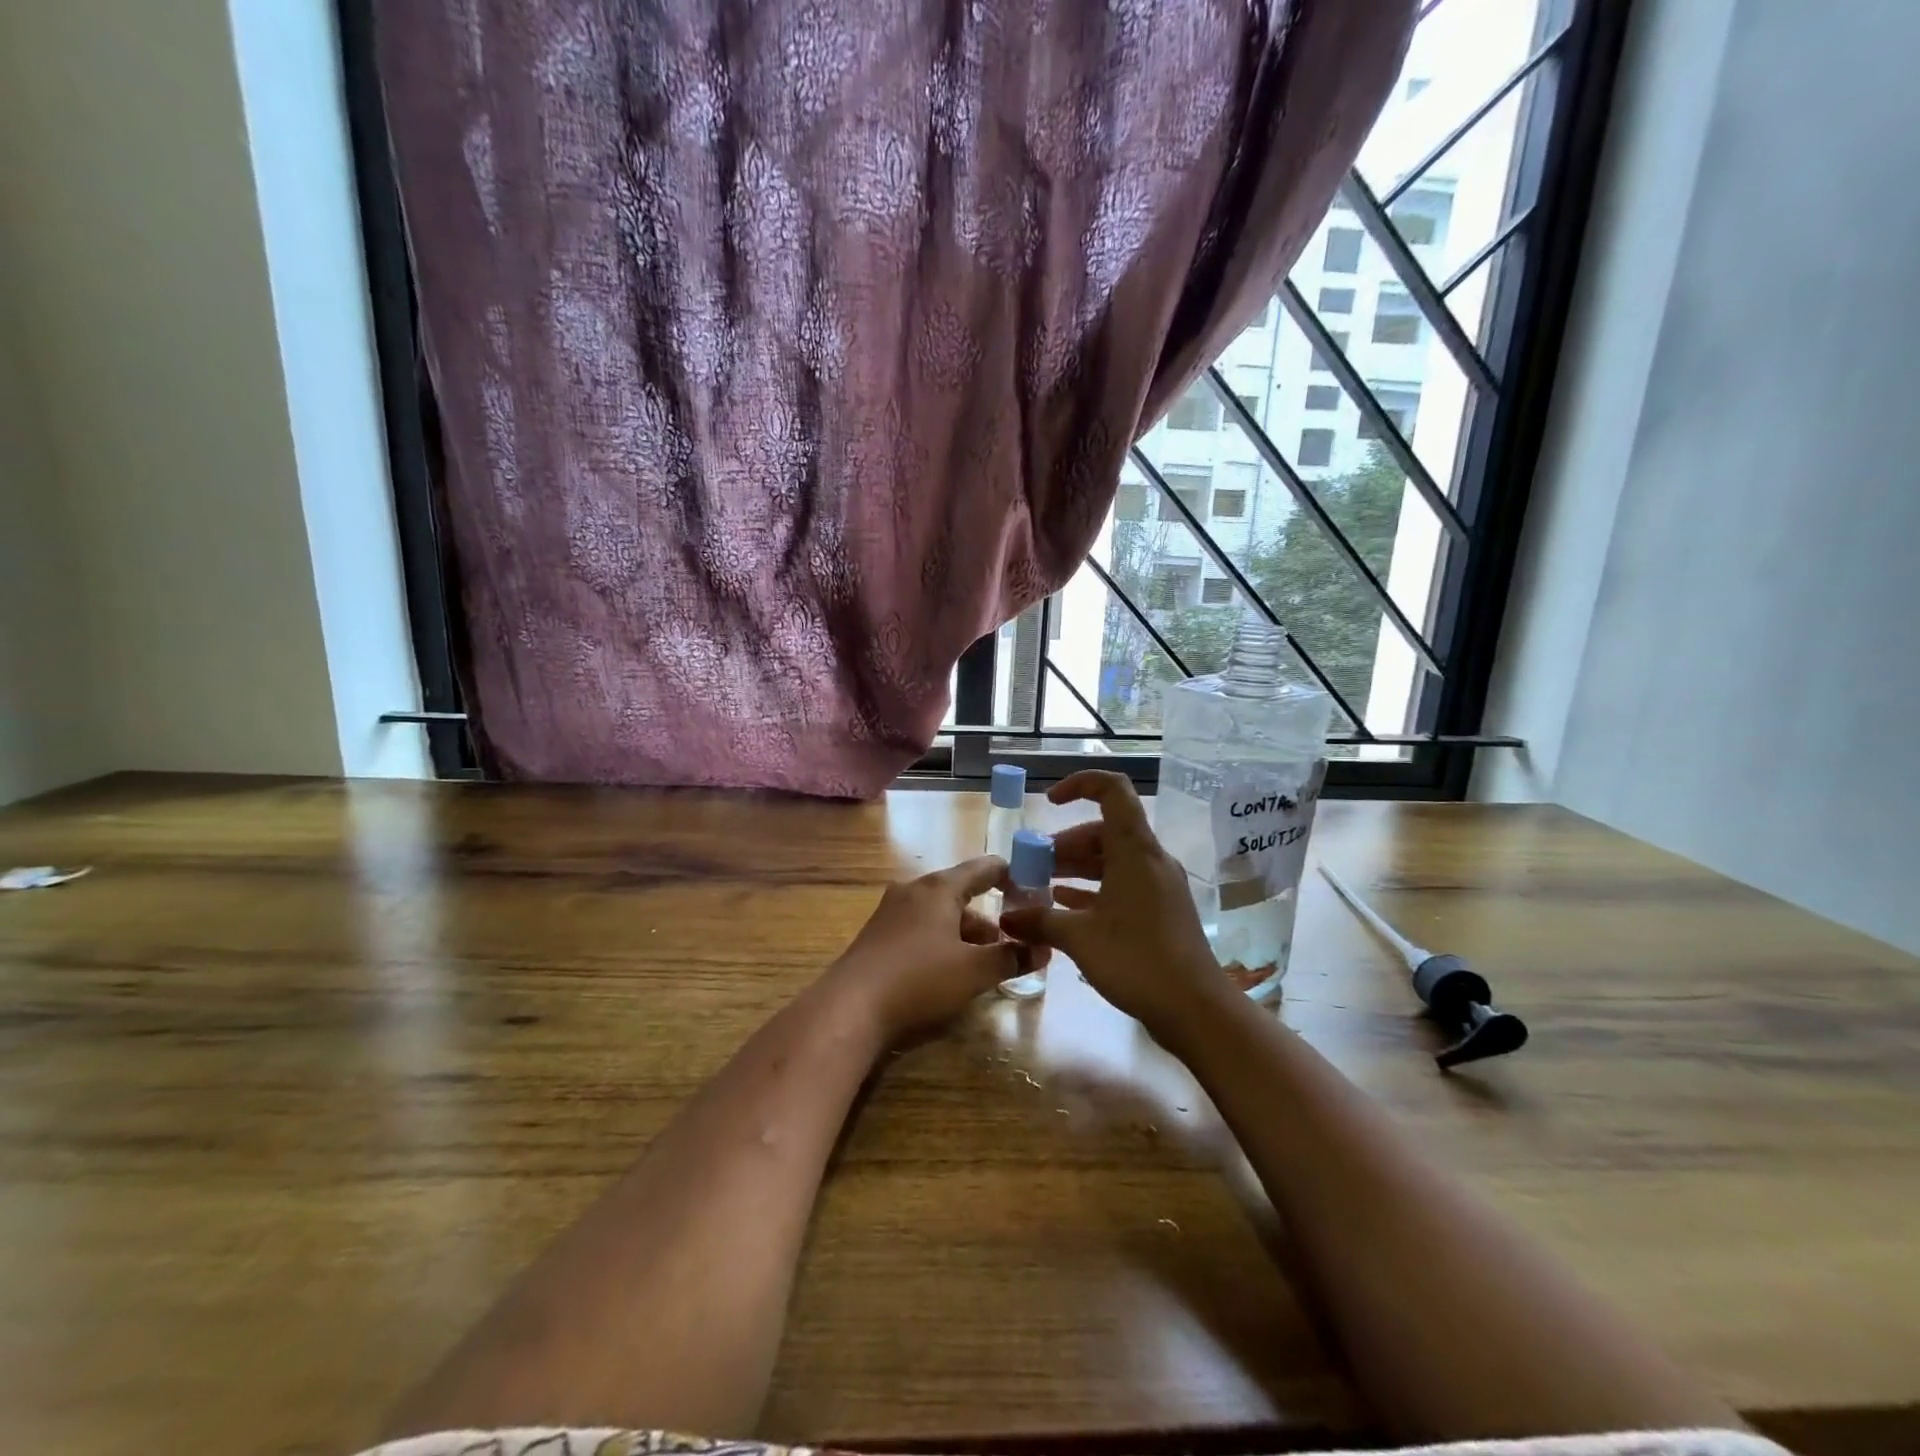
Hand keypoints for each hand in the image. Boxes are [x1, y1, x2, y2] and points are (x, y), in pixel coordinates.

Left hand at [826, 856, 1043, 1043]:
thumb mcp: (973, 971)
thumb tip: (1044, 949)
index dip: (1012, 876)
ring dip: (964, 934)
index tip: (1034, 890)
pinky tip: (947, 971)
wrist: (850, 1007)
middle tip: (1011, 944)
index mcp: (939, 888)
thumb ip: (1011, 957)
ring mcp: (891, 911)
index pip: (984, 868)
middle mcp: (913, 890)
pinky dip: (941, 941)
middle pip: (961, 894)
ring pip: (940, 914)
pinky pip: (920, 928)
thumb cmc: (919, 979)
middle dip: (988, 919)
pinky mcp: (877, 935)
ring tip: (982, 964)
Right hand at [998, 771, 1225, 1036]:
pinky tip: (1067, 907)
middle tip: (1035, 866)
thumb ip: (1039, 921)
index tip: (1049, 803)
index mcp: (1135, 850)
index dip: (1079, 785)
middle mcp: (1150, 859)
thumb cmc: (1136, 960)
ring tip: (1044, 886)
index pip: (1112, 791)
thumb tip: (1007, 917)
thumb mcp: (1079, 938)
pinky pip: (1123, 884)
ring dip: (1078, 867)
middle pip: (1105, 830)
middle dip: (1066, 843)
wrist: (1196, 1009)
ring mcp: (1159, 885)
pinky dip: (1094, 889)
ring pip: (1113, 860)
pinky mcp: (1162, 910)